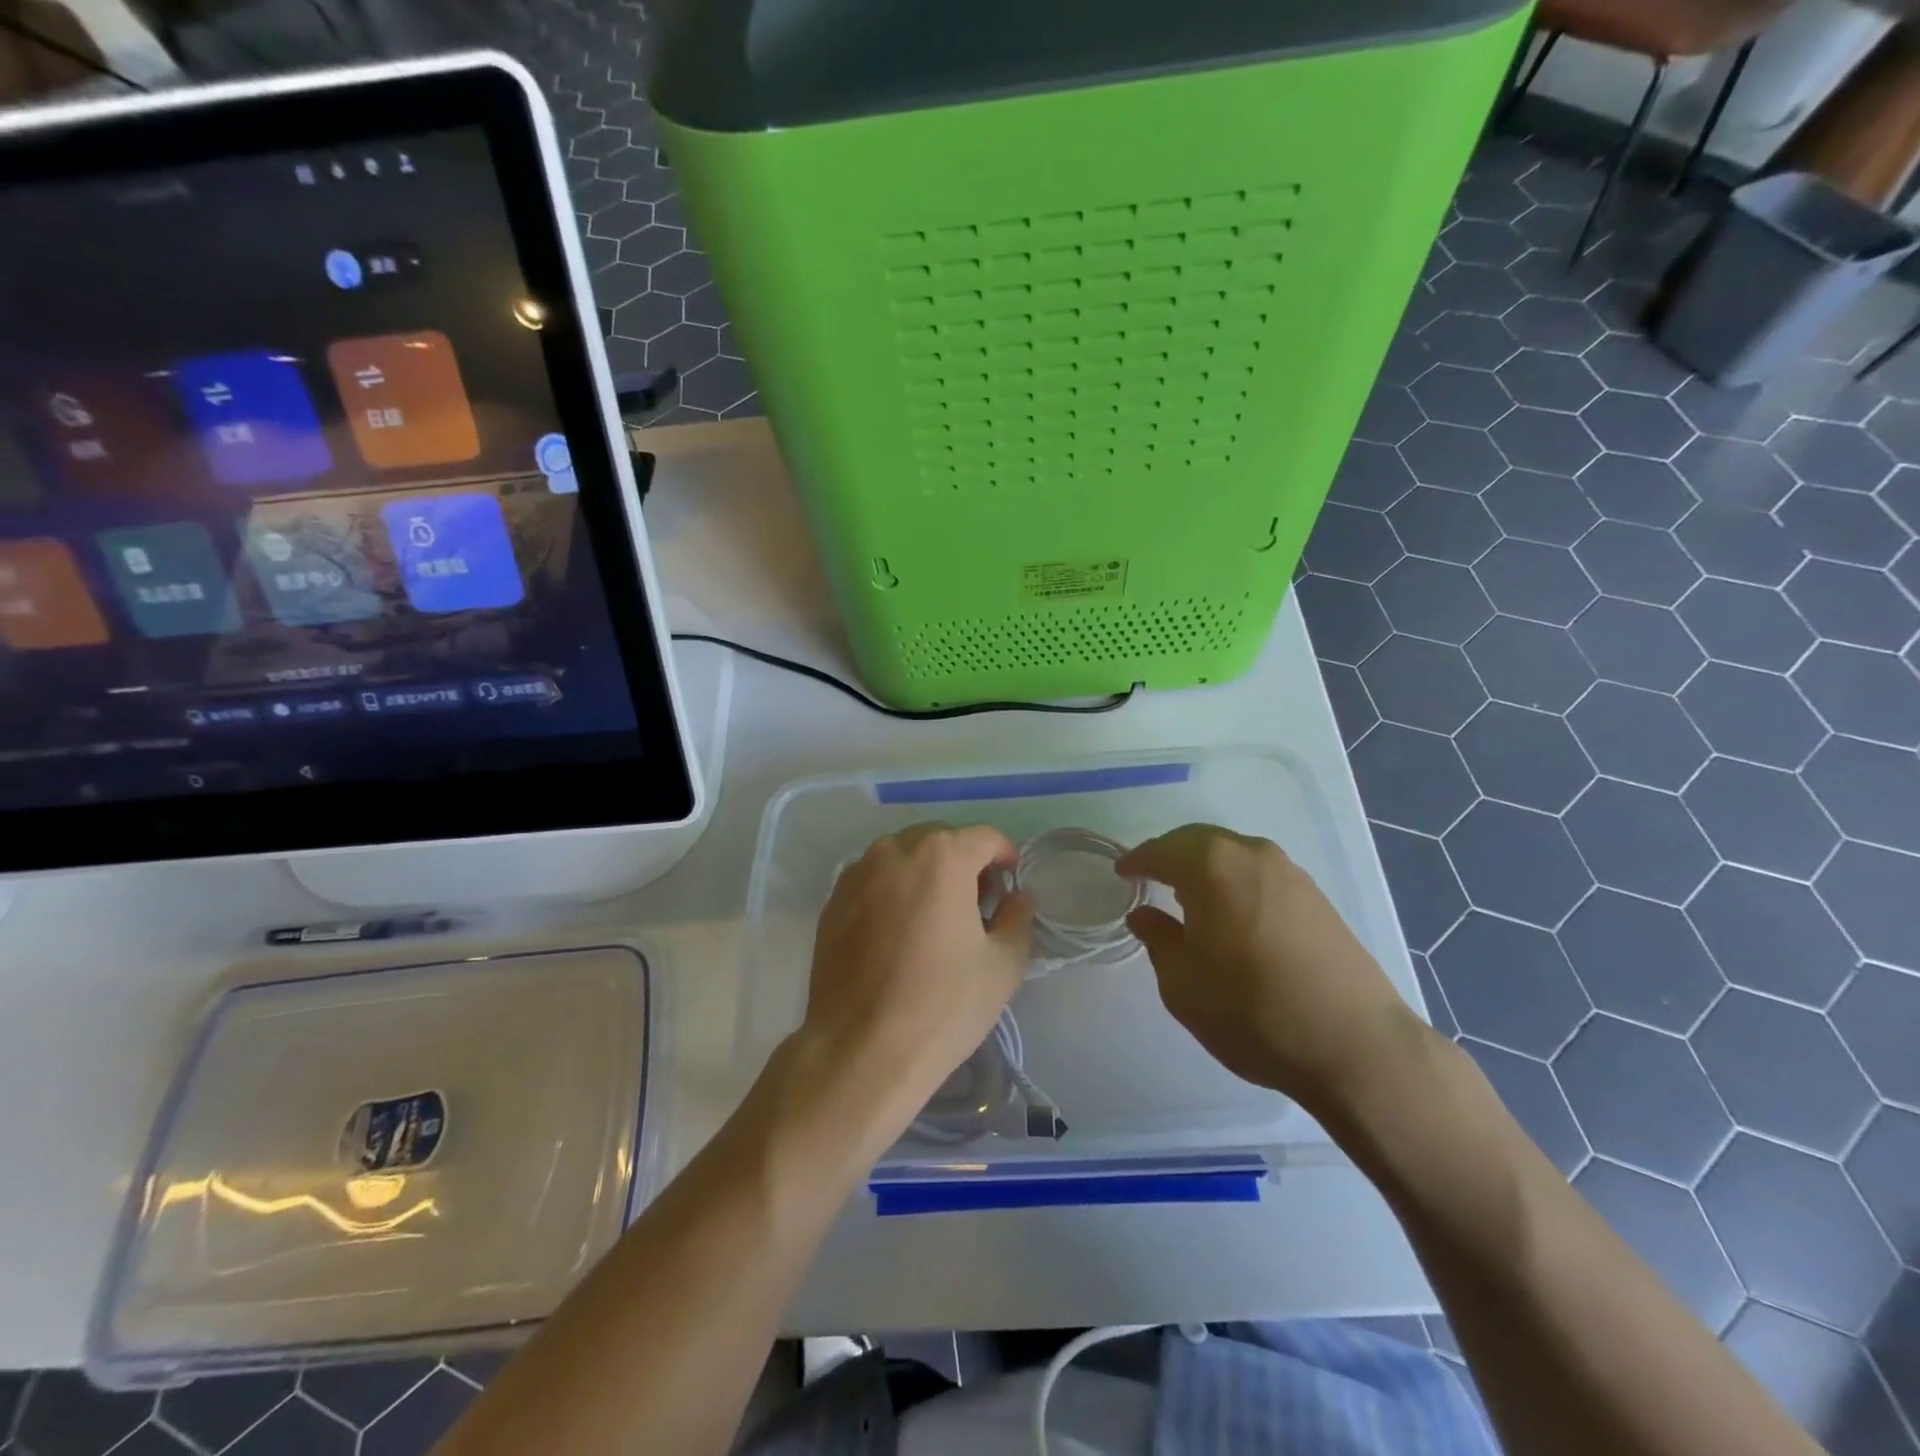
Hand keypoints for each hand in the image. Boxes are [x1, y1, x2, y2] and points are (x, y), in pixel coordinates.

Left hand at [799, 823, 1033, 1116]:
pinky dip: (894, 891)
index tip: (1011, 883)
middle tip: (977, 904)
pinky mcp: (833, 900)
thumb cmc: (942, 1005)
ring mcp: (857, 873)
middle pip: (940, 841)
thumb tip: (1018, 896)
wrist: (860, 1049)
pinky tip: (899, 933)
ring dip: (926, 874)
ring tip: (935, 919)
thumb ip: (1018, 917)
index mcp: (941, 856)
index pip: (984, 837)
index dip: (1004, 856)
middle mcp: (895, 850)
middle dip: (964, 862)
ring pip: (903, 857)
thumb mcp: (1003, 965)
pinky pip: (874, 880)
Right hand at [1118, 824, 1425, 1113]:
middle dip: (1171, 856)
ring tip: (1188, 896)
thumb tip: (1144, 915)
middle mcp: (1253, 855)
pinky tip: (1231, 913)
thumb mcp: (1183, 983)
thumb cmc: (1251, 1011)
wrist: (1355, 1046)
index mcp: (1213, 866)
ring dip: (1205, 868)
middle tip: (1150, 877)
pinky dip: (1235, 882)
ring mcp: (1291, 873)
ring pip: (1233, 855)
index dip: (1137, 860)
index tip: (1121, 872)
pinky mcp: (1317, 898)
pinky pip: (1260, 874)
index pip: (1162, 850)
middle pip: (1200, 842)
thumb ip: (1158, 939)